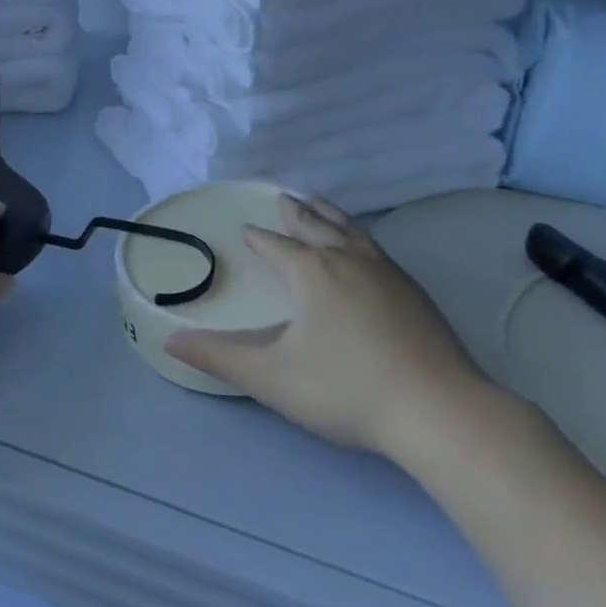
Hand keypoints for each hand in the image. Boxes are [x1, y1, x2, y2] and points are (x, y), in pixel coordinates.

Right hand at [165, 193, 501, 473]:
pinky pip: (376, 248)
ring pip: (351, 230)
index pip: (277, 246)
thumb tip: (168, 339)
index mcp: (312, 273)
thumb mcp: (271, 378)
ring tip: (319, 204)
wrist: (437, 410)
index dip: (259, 238)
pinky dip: (358, 236)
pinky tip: (364, 250)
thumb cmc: (345, 389)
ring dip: (330, 214)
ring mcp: (387, 273)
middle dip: (295, 211)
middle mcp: (348, 260)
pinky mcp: (415, 292)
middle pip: (316, 225)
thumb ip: (219, 357)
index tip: (246, 229)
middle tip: (283, 195)